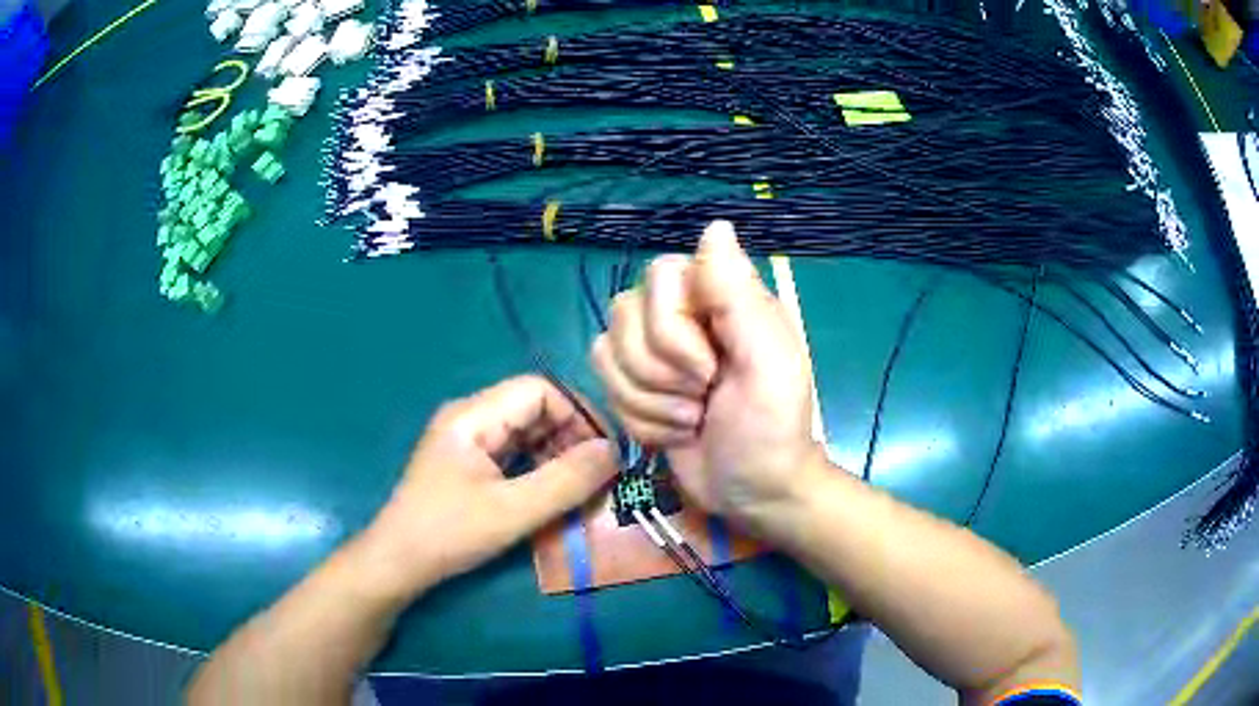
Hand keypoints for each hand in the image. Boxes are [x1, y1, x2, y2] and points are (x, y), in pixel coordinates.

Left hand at [361, 376, 617, 597]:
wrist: (398, 562)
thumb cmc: (449, 533)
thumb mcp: (513, 511)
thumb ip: (566, 481)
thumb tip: (614, 452)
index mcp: (473, 415)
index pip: (539, 390)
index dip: (577, 414)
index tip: (604, 453)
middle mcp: (470, 417)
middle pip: (533, 408)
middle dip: (570, 436)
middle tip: (598, 475)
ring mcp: (467, 441)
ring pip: (526, 431)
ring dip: (557, 453)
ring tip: (581, 486)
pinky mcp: (468, 463)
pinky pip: (513, 453)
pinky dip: (539, 467)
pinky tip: (554, 493)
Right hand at [591, 220, 824, 532]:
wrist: (752, 491)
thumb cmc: (771, 428)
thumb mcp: (769, 361)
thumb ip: (739, 294)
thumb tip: (715, 224)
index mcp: (720, 296)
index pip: (659, 275)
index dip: (672, 330)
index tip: (710, 369)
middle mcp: (681, 312)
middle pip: (624, 314)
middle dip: (661, 374)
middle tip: (704, 398)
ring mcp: (652, 349)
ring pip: (606, 350)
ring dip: (649, 401)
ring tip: (694, 418)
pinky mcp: (633, 384)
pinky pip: (602, 382)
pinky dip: (639, 418)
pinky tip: (674, 431)